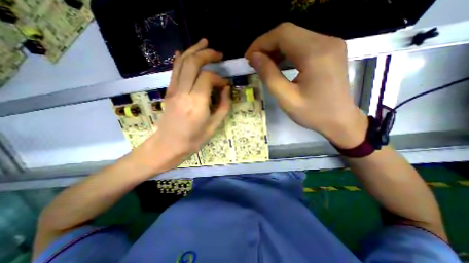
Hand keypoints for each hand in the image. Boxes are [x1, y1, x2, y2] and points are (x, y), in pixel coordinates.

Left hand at [139, 39, 229, 168]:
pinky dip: (180, 58)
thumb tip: (226, 89)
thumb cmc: (194, 139)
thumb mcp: (214, 126)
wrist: (168, 145)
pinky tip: (185, 51)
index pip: (207, 78)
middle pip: (193, 63)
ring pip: (181, 62)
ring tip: (204, 43)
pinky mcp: (168, 92)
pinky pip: (174, 70)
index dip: (219, 78)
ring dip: (193, 50)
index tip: (225, 85)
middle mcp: (183, 92)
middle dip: (206, 54)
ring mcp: (173, 90)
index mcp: (196, 103)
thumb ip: (223, 106)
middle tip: (218, 53)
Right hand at [244, 22, 367, 148]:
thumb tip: (254, 58)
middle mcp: (326, 41)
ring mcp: (330, 44)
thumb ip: (269, 76)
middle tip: (254, 62)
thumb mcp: (286, 99)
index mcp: (315, 54)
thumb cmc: (313, 113)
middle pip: (288, 32)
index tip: (248, 58)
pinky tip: (279, 64)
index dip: (261, 43)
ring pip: (295, 36)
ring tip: (264, 64)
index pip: (282, 34)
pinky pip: (303, 44)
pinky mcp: (330, 50)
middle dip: (266, 45)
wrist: (340, 120)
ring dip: (276, 48)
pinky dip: (287, 52)